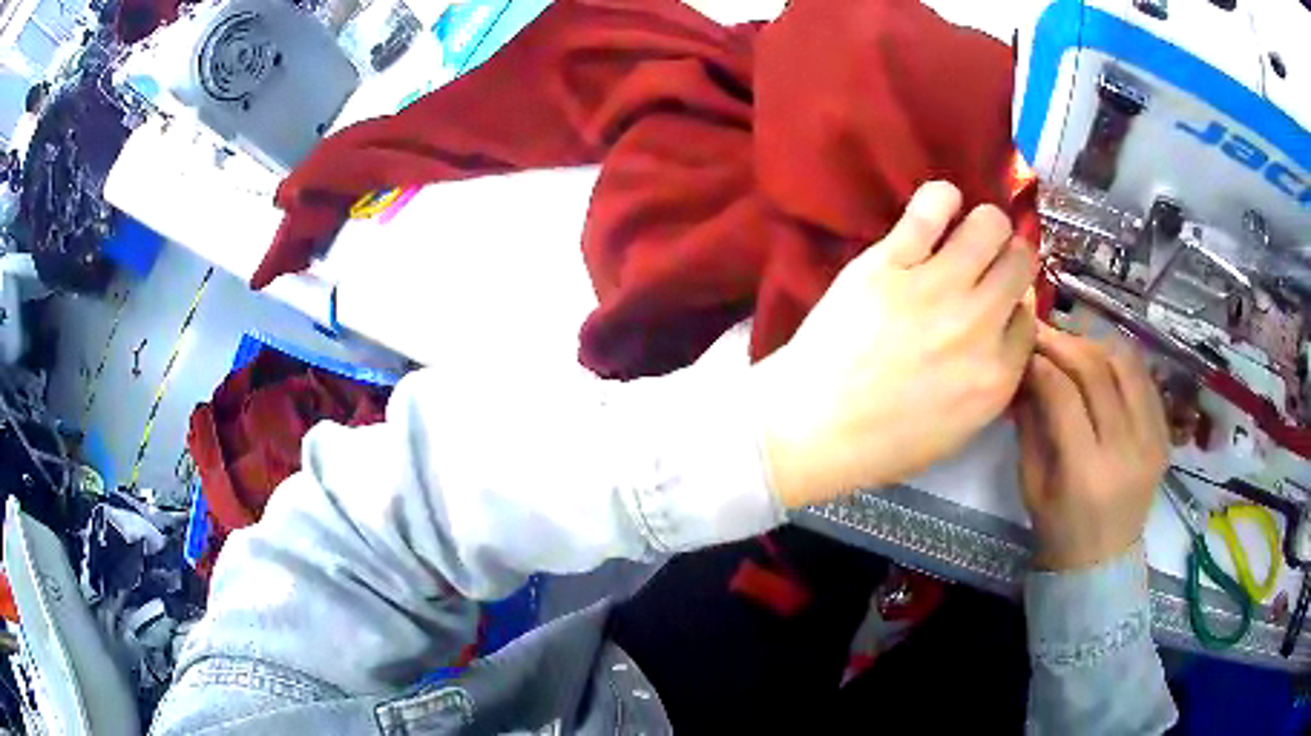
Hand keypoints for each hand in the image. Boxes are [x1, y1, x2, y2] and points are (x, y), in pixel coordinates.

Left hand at [755, 181, 1037, 507]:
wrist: (813, 425)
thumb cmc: (884, 440)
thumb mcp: (959, 429)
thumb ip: (992, 379)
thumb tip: (1004, 327)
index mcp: (996, 376)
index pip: (1029, 317)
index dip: (1014, 306)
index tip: (997, 305)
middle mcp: (978, 325)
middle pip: (1020, 262)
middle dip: (1011, 258)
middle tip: (988, 263)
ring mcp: (935, 288)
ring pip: (989, 225)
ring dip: (985, 226)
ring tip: (966, 236)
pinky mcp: (890, 262)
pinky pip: (932, 207)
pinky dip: (941, 199)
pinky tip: (939, 208)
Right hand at [1016, 324, 1169, 570]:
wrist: (1102, 562)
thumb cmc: (1058, 529)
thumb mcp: (1031, 483)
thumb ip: (1029, 424)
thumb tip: (1026, 369)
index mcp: (1085, 472)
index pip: (1064, 395)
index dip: (1042, 362)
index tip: (1025, 347)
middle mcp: (1125, 450)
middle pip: (1098, 372)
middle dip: (1066, 343)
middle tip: (1045, 331)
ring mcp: (1152, 441)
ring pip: (1127, 365)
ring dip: (1097, 343)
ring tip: (1074, 340)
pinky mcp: (1164, 436)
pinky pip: (1145, 380)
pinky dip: (1122, 360)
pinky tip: (1103, 357)